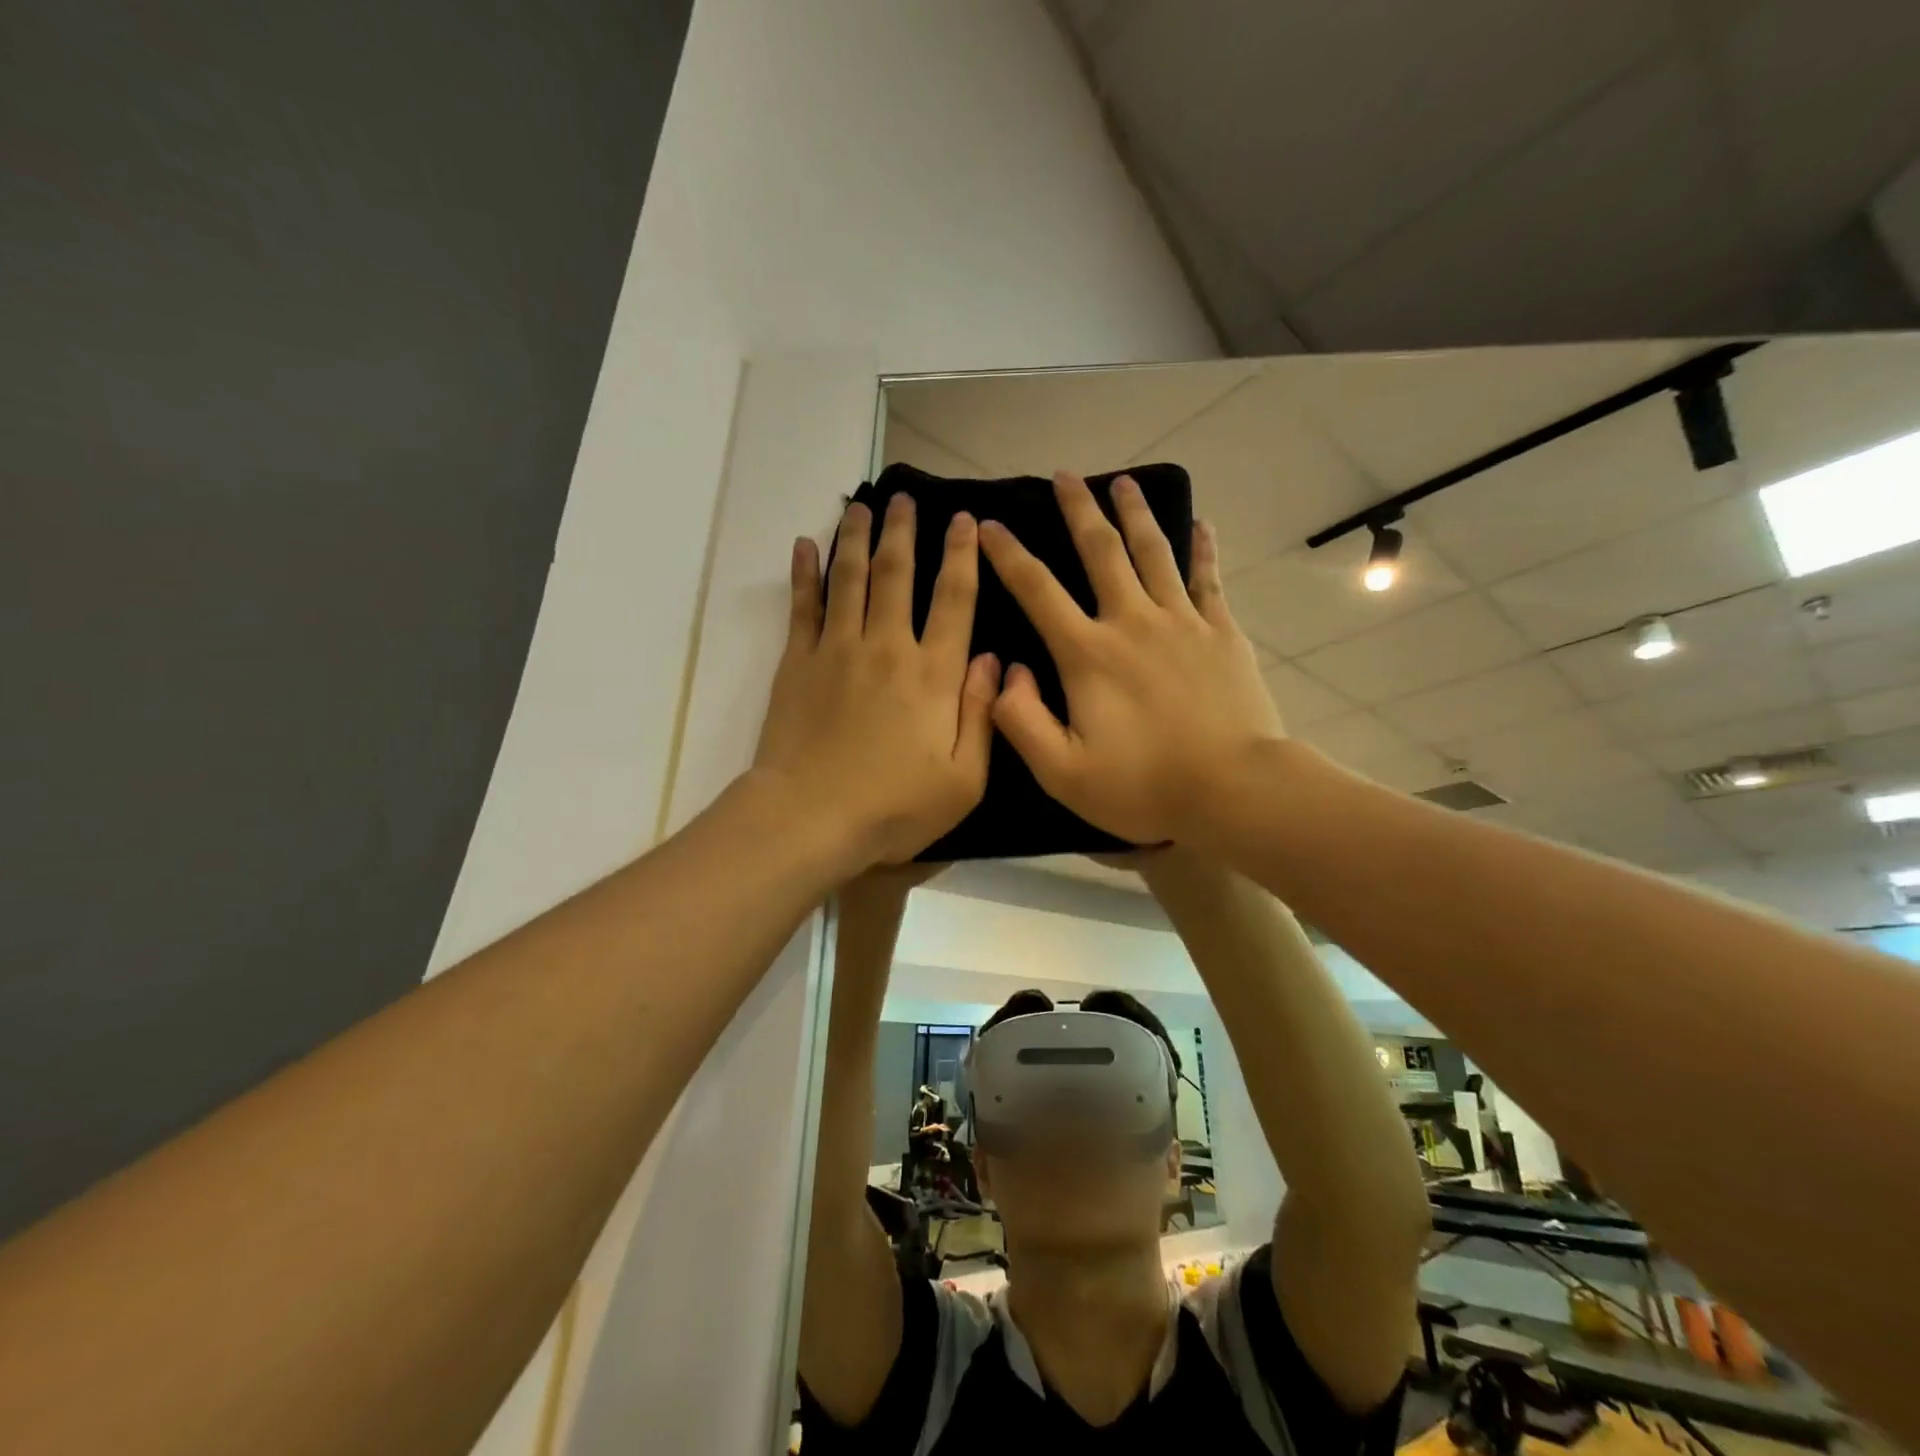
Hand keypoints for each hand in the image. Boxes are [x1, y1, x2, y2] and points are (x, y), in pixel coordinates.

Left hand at [754, 495, 1000, 870]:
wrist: (810, 818)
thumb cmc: (894, 808)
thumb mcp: (963, 779)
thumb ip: (981, 715)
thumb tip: (994, 660)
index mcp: (933, 674)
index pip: (954, 599)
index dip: (962, 556)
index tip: (965, 520)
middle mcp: (887, 648)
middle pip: (897, 574)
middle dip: (904, 530)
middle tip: (905, 496)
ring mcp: (837, 649)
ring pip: (849, 578)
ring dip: (856, 537)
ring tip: (862, 505)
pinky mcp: (797, 662)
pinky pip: (802, 606)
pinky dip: (804, 573)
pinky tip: (804, 545)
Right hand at [979, 471, 1282, 844]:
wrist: (1234, 790)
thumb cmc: (1143, 786)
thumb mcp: (1062, 772)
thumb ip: (1021, 720)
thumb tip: (1003, 673)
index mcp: (1087, 653)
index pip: (1037, 590)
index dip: (1009, 554)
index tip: (989, 524)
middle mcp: (1131, 622)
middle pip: (1101, 551)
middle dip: (1078, 510)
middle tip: (1064, 475)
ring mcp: (1182, 622)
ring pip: (1154, 552)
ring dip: (1135, 513)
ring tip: (1123, 481)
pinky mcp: (1221, 633)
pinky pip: (1208, 579)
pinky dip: (1202, 549)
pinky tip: (1201, 525)